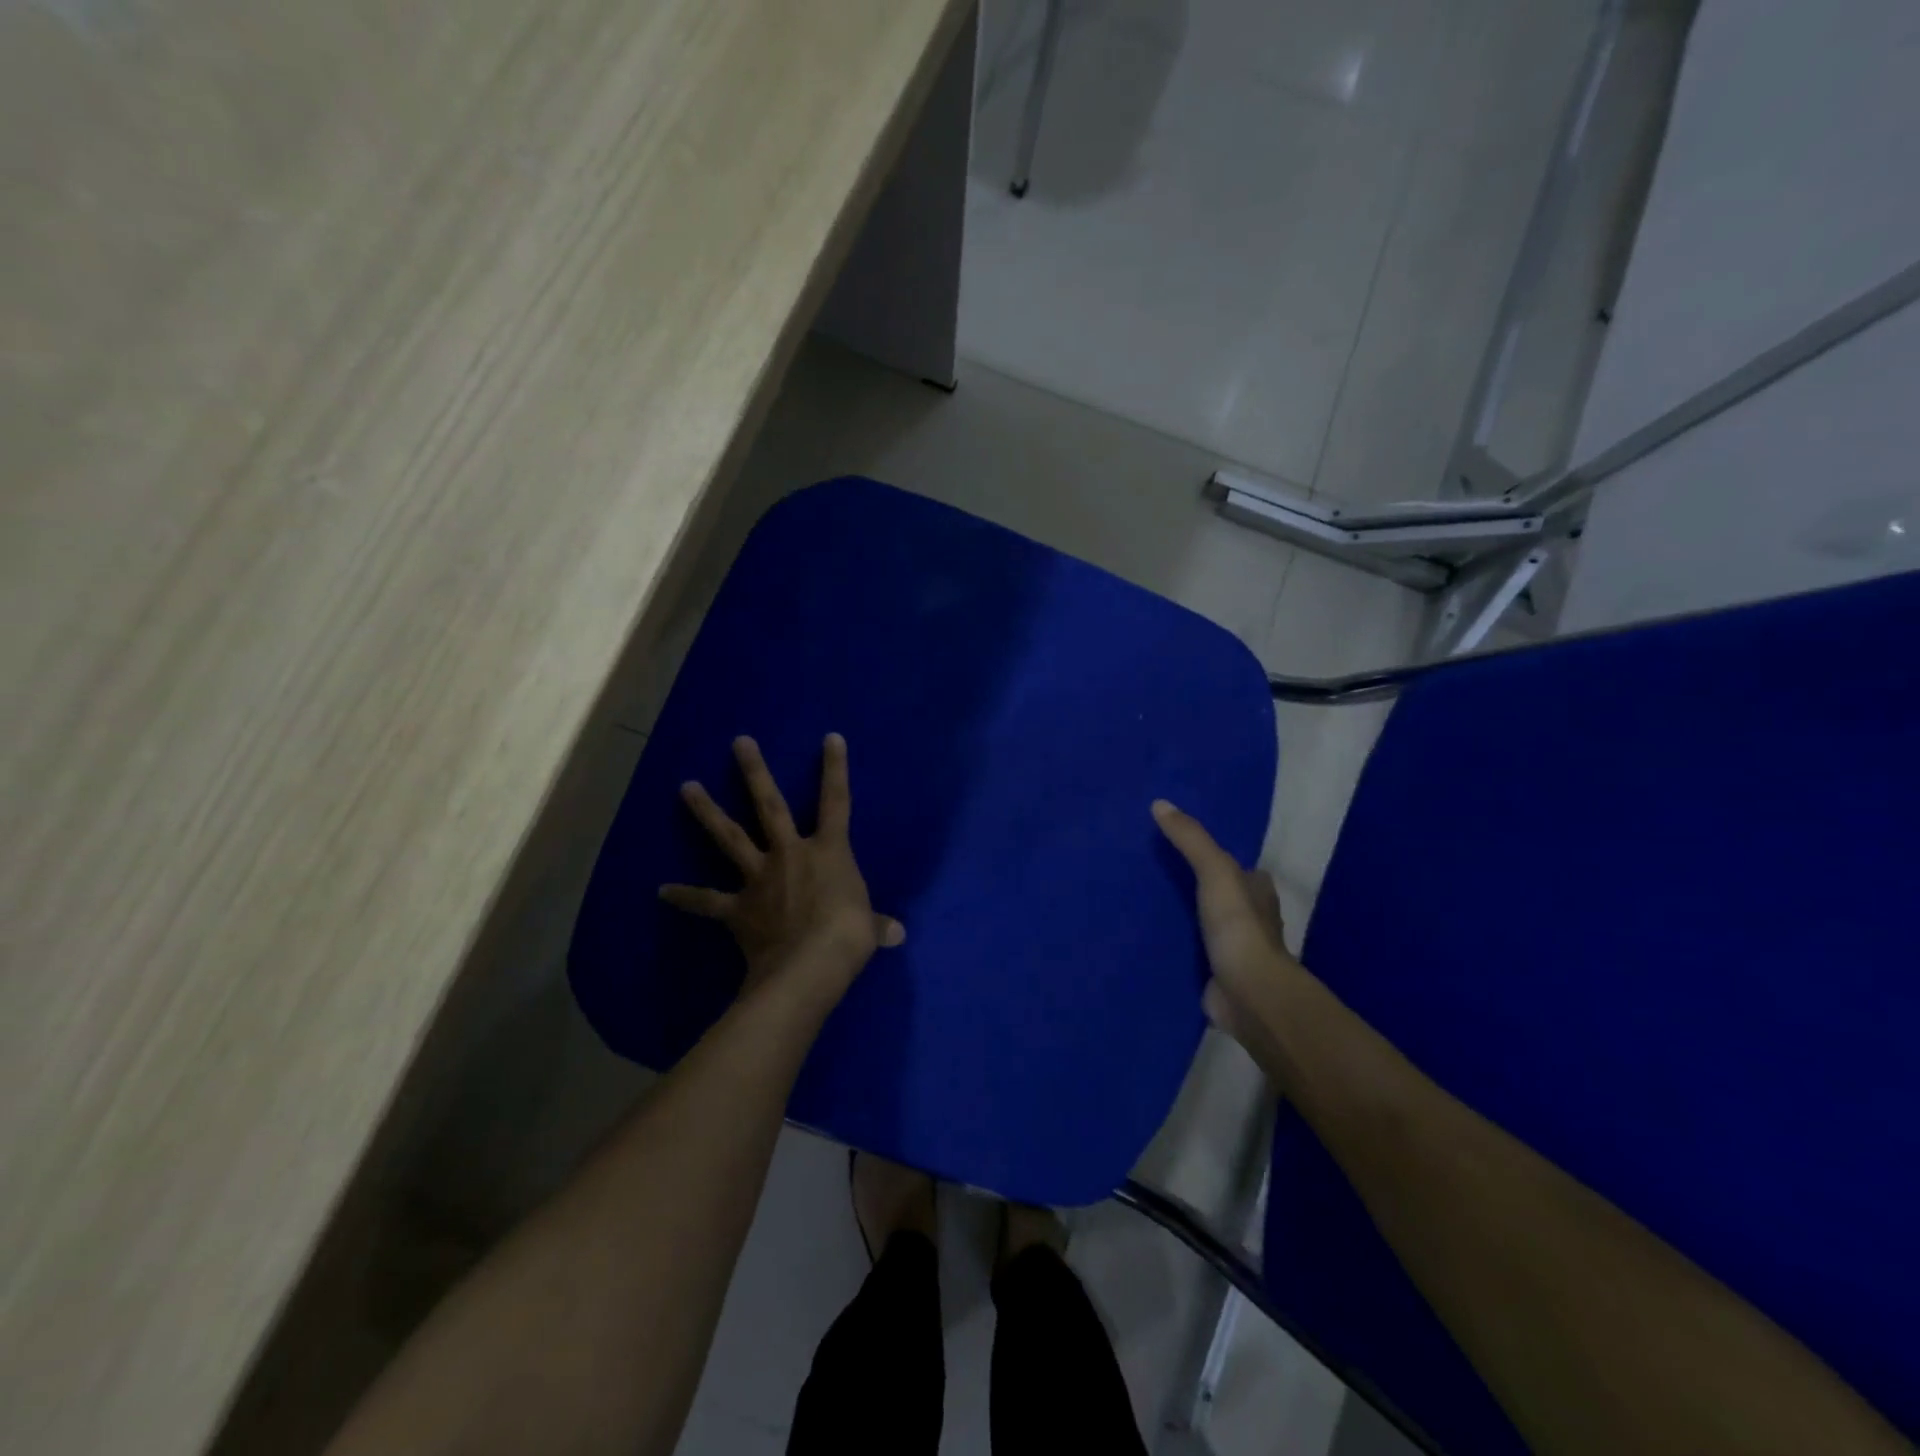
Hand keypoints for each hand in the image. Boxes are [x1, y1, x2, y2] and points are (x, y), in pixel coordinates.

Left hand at [661, 734, 904, 997]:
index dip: (835, 768)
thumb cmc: (848, 935)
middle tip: (739, 742)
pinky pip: (708, 900)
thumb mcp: (868, 927)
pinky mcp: (738, 908)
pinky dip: (685, 896)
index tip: (830, 737)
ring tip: (686, 786)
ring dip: (707, 812)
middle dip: (754, 772)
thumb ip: (878, 925)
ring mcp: (760, 878)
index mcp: (828, 852)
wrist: (809, 964)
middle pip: (770, 805)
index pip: (836, 801)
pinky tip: (661, 891)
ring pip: (730, 838)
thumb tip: (897, 935)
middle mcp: (790, 854)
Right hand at [1152, 799, 1304, 1053]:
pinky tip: (1148, 939)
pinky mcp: (1216, 976)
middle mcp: (1250, 920)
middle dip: (1197, 888)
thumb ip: (1190, 839)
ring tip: (1143, 903)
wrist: (1247, 993)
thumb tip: (1159, 804)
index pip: (1239, 868)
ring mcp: (1234, 951)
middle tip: (1154, 872)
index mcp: (1257, 892)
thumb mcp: (1215, 871)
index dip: (1217, 858)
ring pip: (1205, 926)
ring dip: (1184, 918)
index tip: (1182, 848)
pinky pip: (1191, 954)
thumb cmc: (1238, 927)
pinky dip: (1175, 947)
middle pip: (1221, 896)